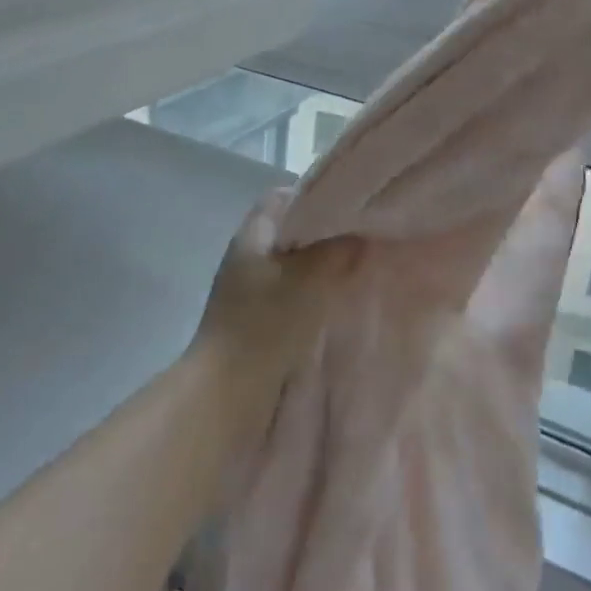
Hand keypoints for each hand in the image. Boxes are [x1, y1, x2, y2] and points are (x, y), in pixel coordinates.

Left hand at [189, 191, 357, 398]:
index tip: (349, 201)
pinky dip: (314, 293)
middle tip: (363, 234)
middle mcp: (247, 257)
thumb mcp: (309, 279)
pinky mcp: (256, 320)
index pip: (282, 197)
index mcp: (252, 236)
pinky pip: (291, 294)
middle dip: (325, 232)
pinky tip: (340, 301)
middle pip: (291, 231)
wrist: (227, 395)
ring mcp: (248, 291)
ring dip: (321, 265)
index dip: (314, 194)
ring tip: (358, 267)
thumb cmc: (265, 325)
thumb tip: (360, 235)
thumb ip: (337, 251)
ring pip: (293, 264)